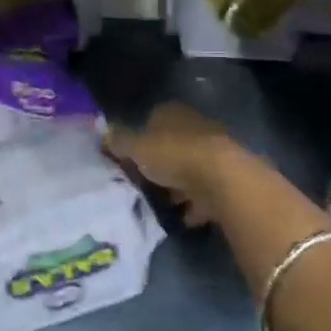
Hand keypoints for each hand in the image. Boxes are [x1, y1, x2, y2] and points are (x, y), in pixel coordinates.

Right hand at [105, 102, 246, 226]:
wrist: (222, 179)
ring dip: (178, 186)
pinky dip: (195, 204)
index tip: (129, 161)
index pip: (152, 121)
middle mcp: (194, 126)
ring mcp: (213, 152)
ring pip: (189, 168)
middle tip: (143, 185)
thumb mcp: (137, 148)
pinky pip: (205, 191)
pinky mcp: (227, 177)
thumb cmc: (174, 155)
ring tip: (162, 204)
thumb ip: (119, 142)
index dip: (139, 140)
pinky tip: (184, 217)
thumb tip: (104, 134)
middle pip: (171, 146)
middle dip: (159, 165)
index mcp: (172, 113)